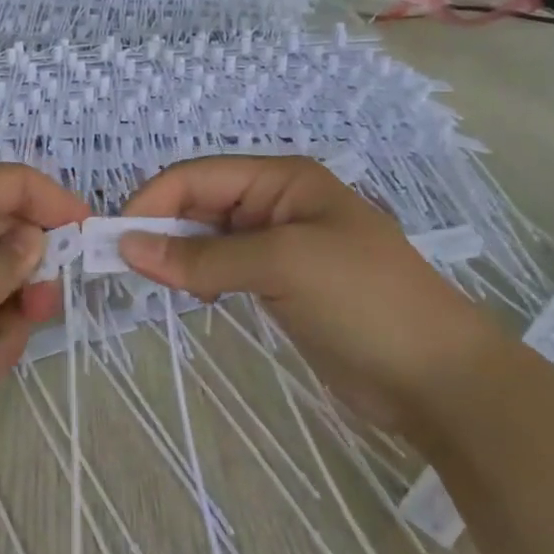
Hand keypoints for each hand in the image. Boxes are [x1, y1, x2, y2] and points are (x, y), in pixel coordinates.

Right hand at [118, 155, 501, 427]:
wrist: (437, 376)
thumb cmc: (363, 300)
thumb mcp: (282, 265)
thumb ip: (203, 257)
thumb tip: (128, 246)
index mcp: (281, 179)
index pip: (198, 176)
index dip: (153, 200)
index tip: (116, 240)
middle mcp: (276, 203)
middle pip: (199, 203)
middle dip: (160, 228)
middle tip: (125, 267)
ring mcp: (279, 245)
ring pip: (207, 238)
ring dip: (177, 255)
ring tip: (156, 284)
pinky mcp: (280, 284)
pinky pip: (224, 268)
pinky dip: (199, 278)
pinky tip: (192, 297)